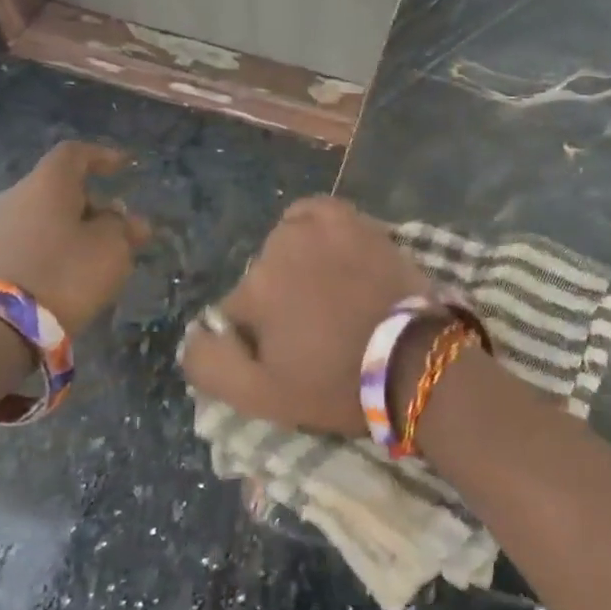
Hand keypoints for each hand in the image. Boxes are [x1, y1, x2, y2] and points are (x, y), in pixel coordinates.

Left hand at [0, 142, 152, 334]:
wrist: (0, 326)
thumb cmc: (67, 272)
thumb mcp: (112, 247)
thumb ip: (124, 227)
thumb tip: (126, 220)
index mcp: (46, 183)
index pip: (74, 153)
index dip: (103, 156)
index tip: (126, 167)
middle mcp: (16, 196)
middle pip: (61, 187)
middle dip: (96, 202)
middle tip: (124, 226)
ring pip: (47, 215)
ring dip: (78, 226)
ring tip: (105, 252)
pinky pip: (34, 239)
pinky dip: (58, 245)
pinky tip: (77, 267)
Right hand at [180, 197, 431, 435]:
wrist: (414, 361)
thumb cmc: (336, 384)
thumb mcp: (259, 397)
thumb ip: (208, 364)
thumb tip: (196, 332)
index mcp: (254, 288)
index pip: (235, 311)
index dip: (256, 337)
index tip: (287, 355)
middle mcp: (281, 247)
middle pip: (262, 275)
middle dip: (278, 299)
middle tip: (313, 328)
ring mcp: (321, 228)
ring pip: (286, 243)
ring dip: (296, 263)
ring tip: (328, 293)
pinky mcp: (355, 220)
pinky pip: (317, 212)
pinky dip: (316, 226)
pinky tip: (329, 249)